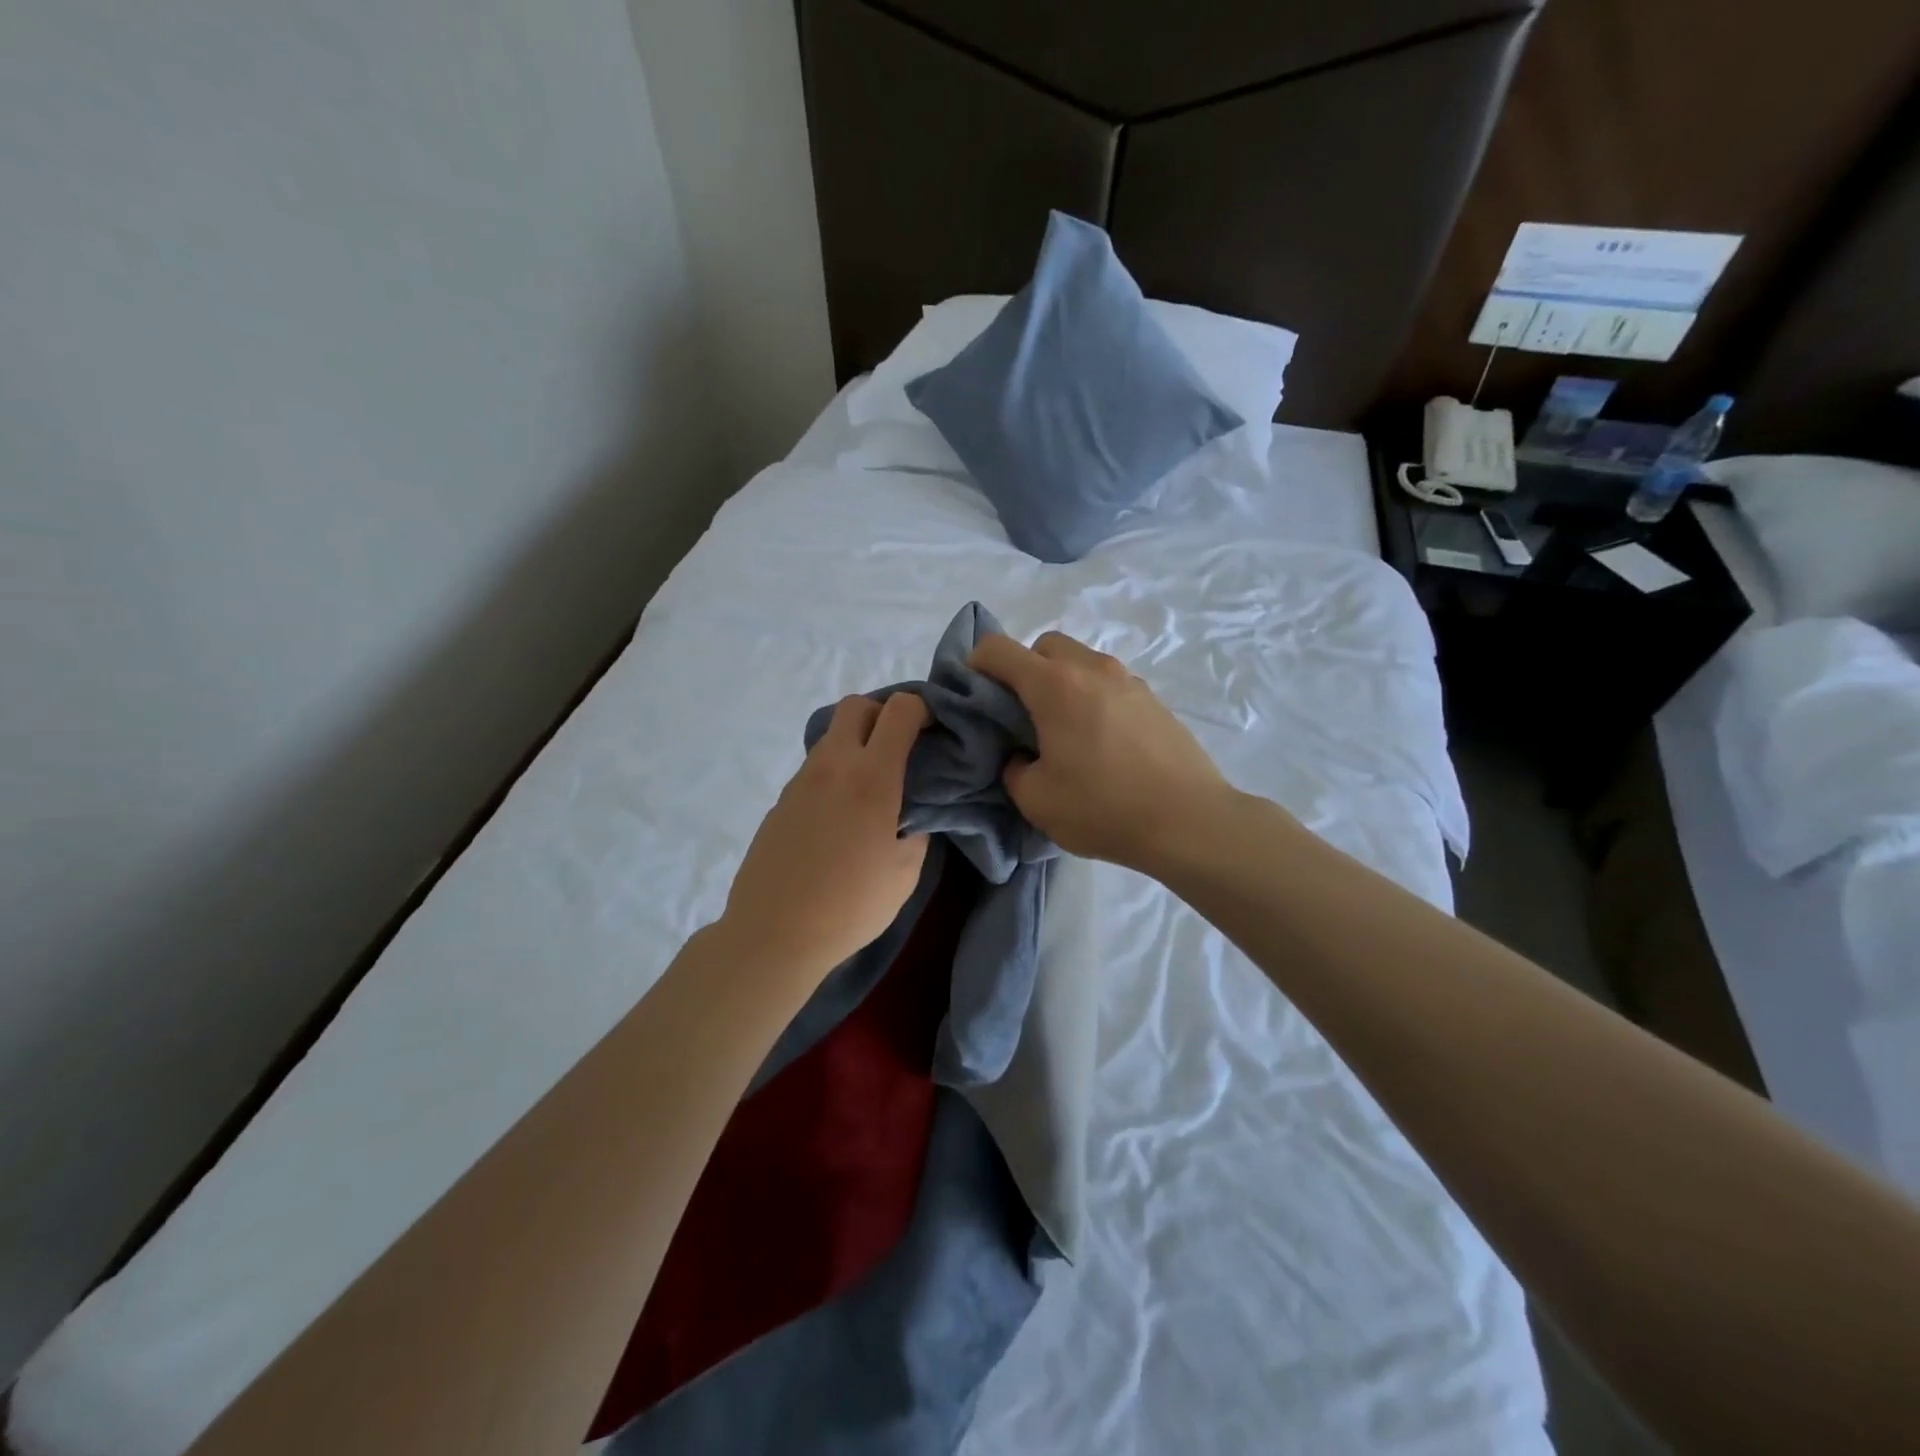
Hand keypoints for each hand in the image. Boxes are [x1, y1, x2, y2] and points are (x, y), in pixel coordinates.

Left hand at [718, 693, 930, 982]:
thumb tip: (914, 809)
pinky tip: (840, 815)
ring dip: (856, 745)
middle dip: (882, 714)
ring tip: (870, 788)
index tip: (930, 732)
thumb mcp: (905, 871)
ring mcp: (800, 780)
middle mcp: (833, 765)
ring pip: (832, 737)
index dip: (920, 710)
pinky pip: (814, 768)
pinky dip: (834, 773)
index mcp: (872, 777)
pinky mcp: (781, 800)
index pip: (899, 710)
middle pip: (856, 705)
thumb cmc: (852, 905)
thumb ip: (917, 827)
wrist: (775, 933)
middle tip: (898, 749)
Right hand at [968, 632, 1238, 872]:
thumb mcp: (1036, 800)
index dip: (976, 665)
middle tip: (1023, 714)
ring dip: (1062, 682)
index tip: (976, 696)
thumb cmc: (1103, 809)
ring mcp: (1128, 680)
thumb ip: (1013, 769)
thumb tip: (1022, 756)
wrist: (1189, 821)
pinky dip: (1093, 697)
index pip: (998, 649)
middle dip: (1024, 669)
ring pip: (1081, 661)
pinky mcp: (1154, 699)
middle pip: (1044, 645)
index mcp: (1054, 685)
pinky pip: (1109, 683)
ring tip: (1065, 730)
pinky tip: (1101, 741)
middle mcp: (1091, 669)